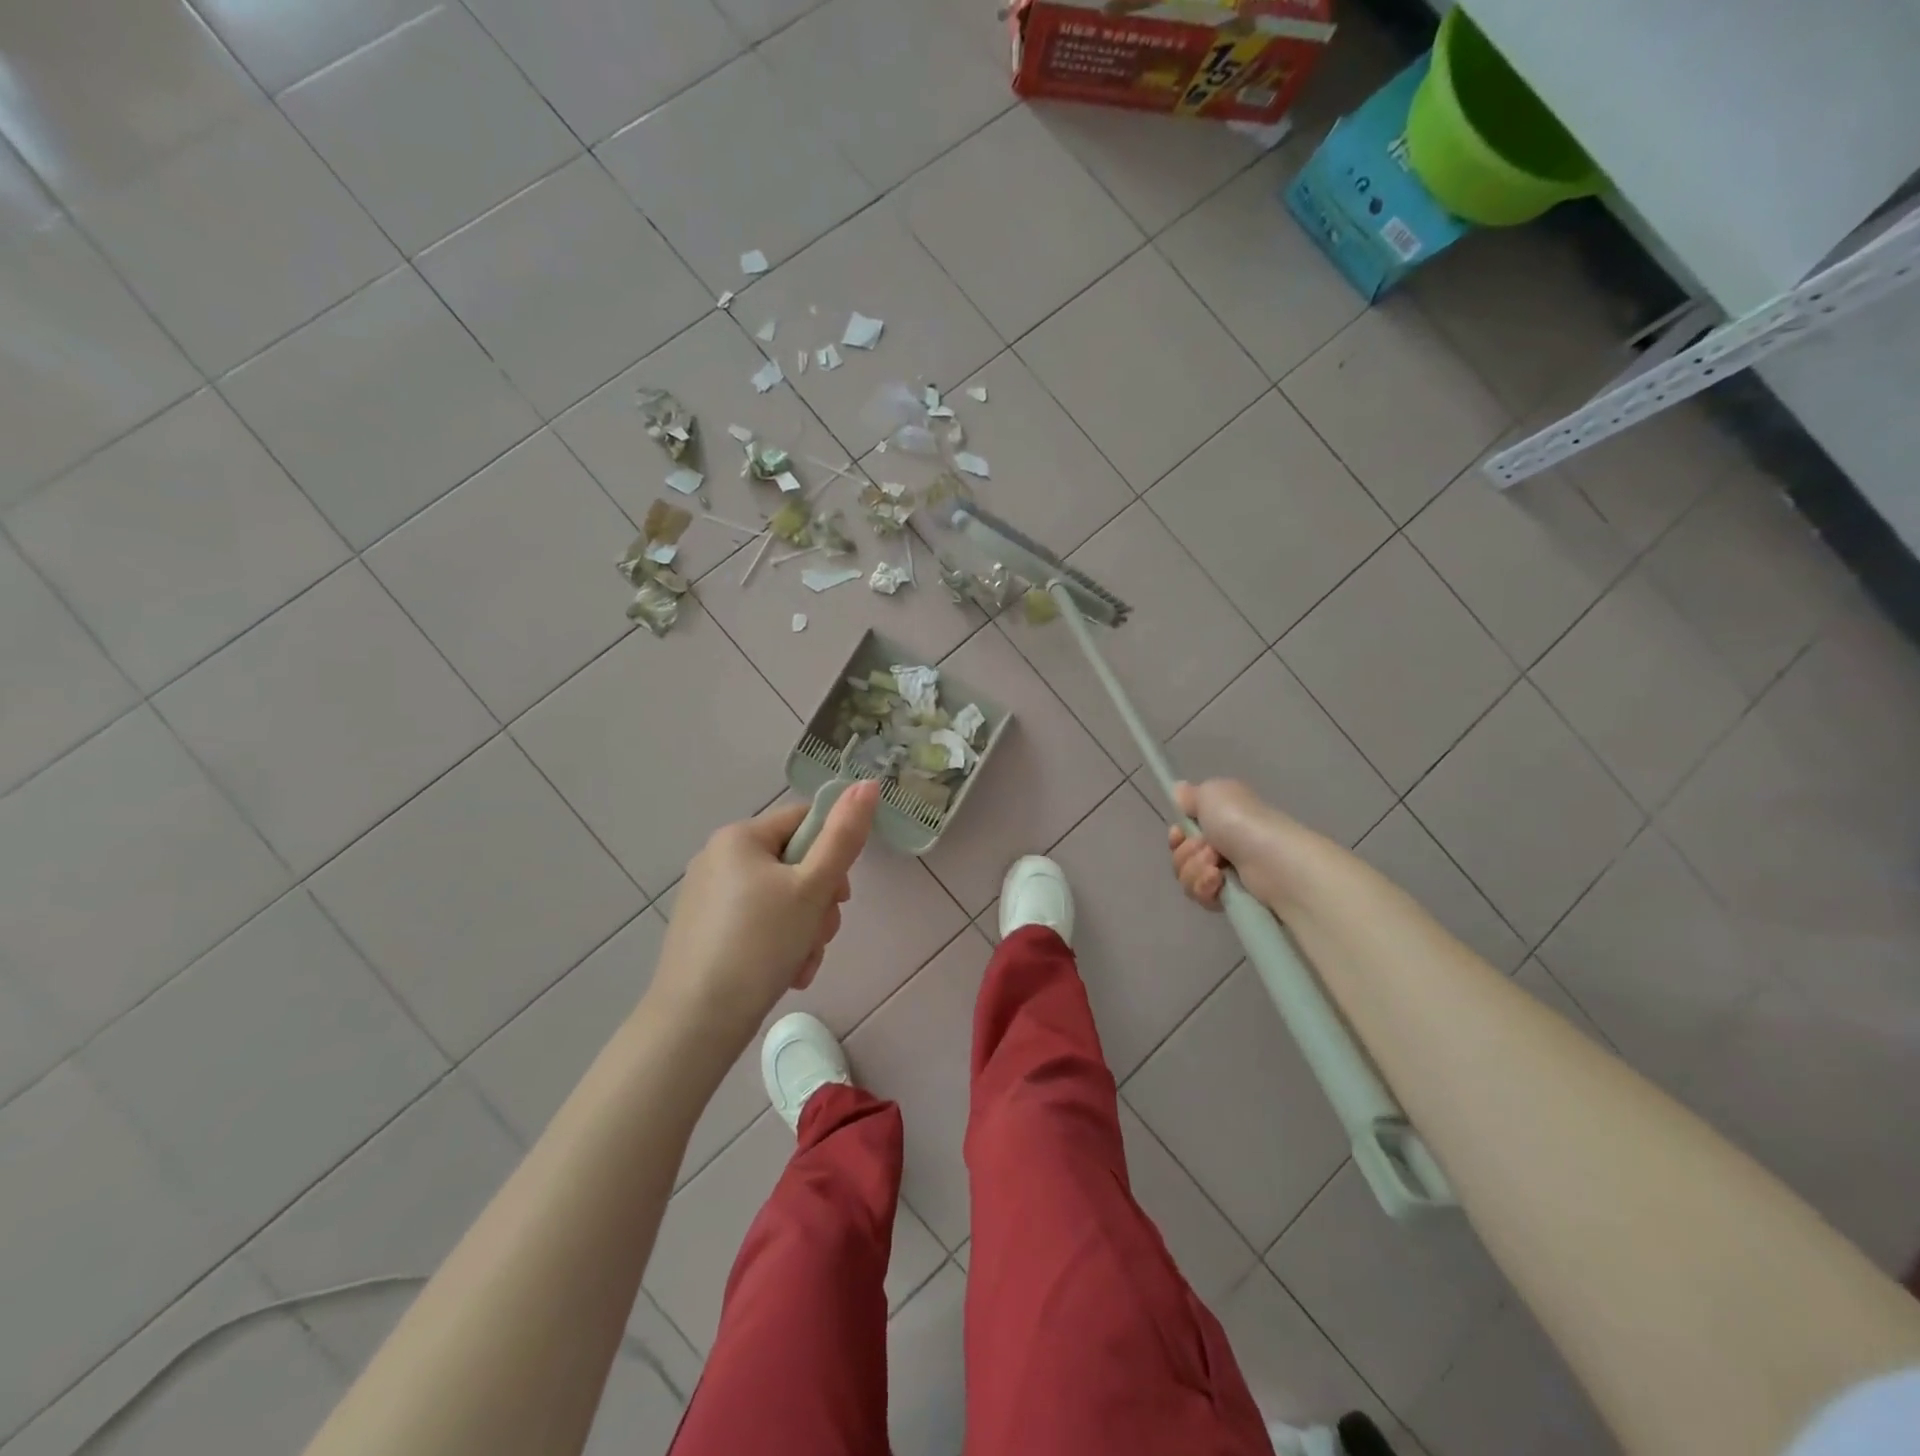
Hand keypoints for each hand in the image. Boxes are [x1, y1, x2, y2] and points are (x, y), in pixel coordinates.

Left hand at [652, 781, 880, 1040]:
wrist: (697, 1021)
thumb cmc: (760, 943)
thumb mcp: (813, 888)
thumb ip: (844, 836)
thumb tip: (868, 784)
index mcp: (740, 836)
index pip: (805, 820)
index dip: (833, 854)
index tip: (839, 896)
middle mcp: (718, 857)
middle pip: (794, 864)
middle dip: (819, 901)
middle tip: (821, 934)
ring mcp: (707, 896)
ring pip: (780, 898)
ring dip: (804, 928)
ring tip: (802, 962)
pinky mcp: (703, 930)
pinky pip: (757, 923)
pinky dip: (778, 943)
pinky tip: (786, 973)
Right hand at [1166, 779, 1305, 911]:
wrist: (1271, 862)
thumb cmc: (1241, 822)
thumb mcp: (1212, 793)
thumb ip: (1191, 794)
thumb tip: (1180, 791)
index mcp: (1221, 818)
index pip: (1184, 831)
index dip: (1177, 835)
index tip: (1179, 834)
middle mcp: (1224, 844)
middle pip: (1181, 855)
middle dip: (1187, 853)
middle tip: (1209, 849)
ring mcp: (1228, 872)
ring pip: (1187, 877)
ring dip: (1195, 870)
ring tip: (1217, 867)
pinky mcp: (1232, 898)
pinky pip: (1201, 895)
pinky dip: (1205, 888)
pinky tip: (1219, 882)